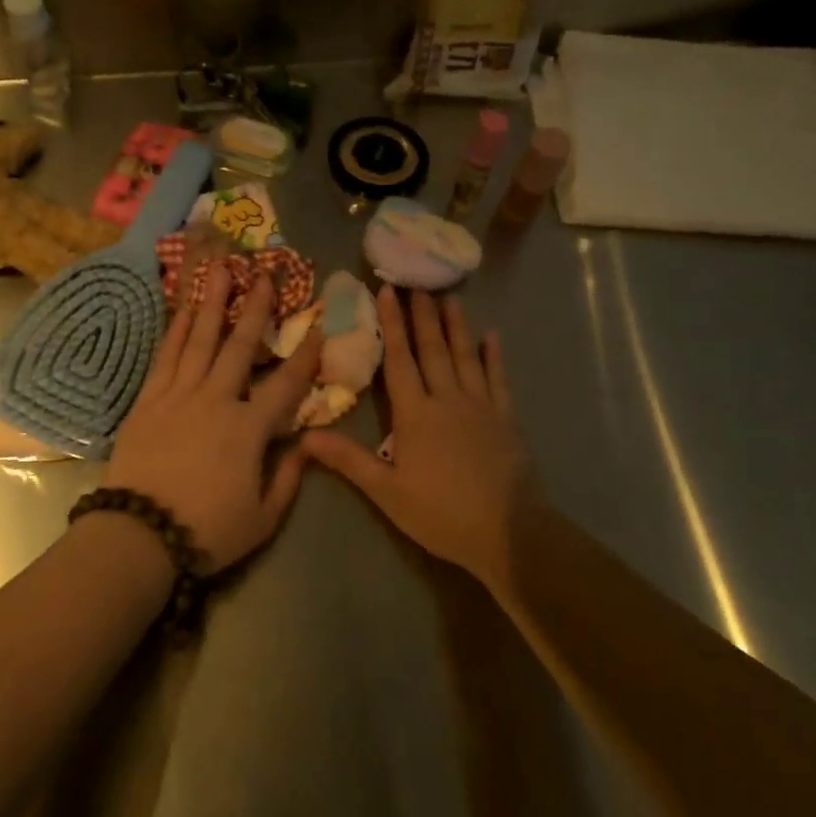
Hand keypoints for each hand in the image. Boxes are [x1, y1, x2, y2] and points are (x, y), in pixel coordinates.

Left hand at [106, 266, 321, 573]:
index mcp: (249, 428)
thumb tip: (307, 444)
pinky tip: (185, 309)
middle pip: (239, 346)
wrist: (139, 534)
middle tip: (263, 274)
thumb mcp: (263, 518)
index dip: (305, 356)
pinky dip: (177, 330)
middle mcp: (216, 399)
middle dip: (254, 308)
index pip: (286, 384)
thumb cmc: (207, 530)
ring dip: (212, 303)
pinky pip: (167, 356)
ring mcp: (179, 395)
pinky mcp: (149, 399)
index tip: (318, 328)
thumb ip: (289, 478)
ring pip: (200, 340)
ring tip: (220, 271)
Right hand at [303, 287, 535, 589]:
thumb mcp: (387, 492)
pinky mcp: (506, 419)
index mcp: (416, 414)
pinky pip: (499, 380)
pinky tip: (493, 336)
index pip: (399, 360)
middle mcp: (447, 399)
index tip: (387, 291)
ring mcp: (480, 406)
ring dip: (456, 326)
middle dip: (422, 315)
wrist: (510, 533)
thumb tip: (305, 436)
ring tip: (450, 297)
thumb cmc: (442, 514)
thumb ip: (348, 460)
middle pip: (432, 349)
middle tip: (417, 283)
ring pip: (465, 356)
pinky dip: (494, 356)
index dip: (392, 324)